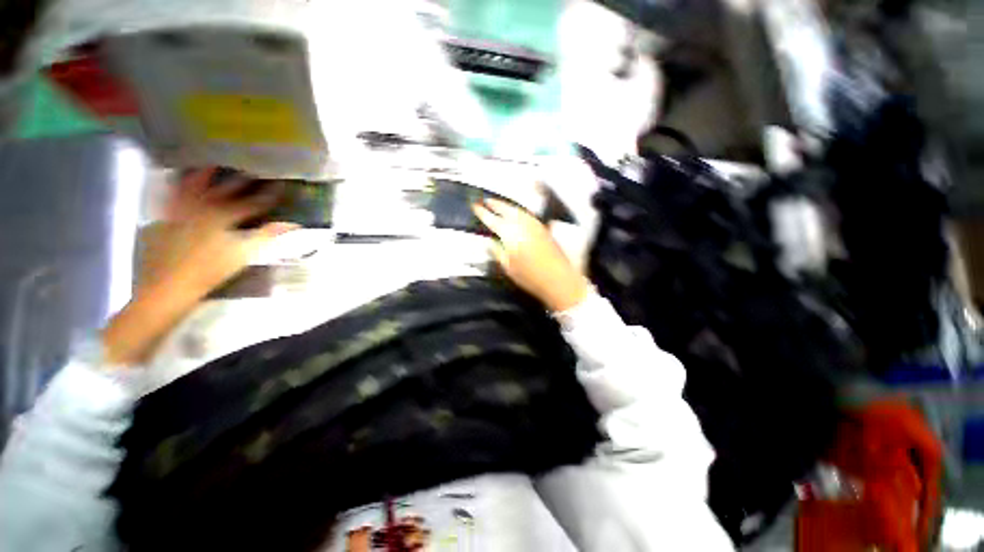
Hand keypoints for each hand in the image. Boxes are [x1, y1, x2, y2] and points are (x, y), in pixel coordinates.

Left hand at [104, 168, 295, 366]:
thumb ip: (268, 236)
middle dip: (240, 181)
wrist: (169, 285)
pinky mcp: (164, 218)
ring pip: (193, 187)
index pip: (252, 203)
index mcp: (223, 216)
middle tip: (251, 170)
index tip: (280, 185)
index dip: (268, 195)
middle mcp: (201, 207)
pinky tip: (175, 179)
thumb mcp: (244, 254)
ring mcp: (180, 211)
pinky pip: (168, 196)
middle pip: (224, 190)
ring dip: (204, 176)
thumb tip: (293, 224)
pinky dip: (174, 186)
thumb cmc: (210, 271)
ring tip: (212, 165)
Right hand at [474, 198, 588, 311]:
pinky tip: (517, 214)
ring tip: (499, 204)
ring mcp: (534, 224)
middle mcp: (522, 224)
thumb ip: (496, 252)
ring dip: (507, 205)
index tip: (475, 206)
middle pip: (506, 209)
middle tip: (486, 200)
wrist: (558, 279)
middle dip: (495, 204)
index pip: (492, 219)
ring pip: (518, 209)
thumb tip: (488, 242)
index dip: (482, 212)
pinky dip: (518, 211)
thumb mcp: (507, 267)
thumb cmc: (530, 277)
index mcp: (510, 234)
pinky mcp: (543, 228)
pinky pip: (527, 214)